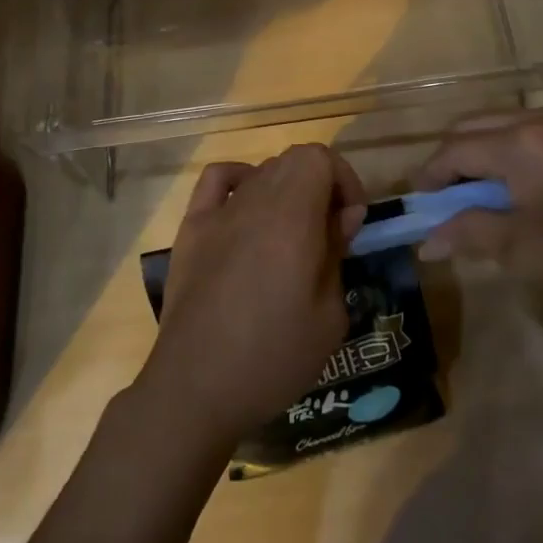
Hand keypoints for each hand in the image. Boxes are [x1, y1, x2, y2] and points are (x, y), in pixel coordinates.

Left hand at [135, 145, 367, 450]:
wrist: (196, 386)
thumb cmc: (273, 357)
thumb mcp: (329, 315)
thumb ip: (337, 252)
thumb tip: (343, 215)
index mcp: (291, 216)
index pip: (319, 156)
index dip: (344, 180)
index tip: (351, 222)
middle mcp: (254, 200)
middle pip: (292, 160)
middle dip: (319, 186)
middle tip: (327, 234)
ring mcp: (217, 210)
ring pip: (261, 171)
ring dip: (285, 191)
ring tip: (290, 237)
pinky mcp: (191, 227)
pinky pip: (216, 179)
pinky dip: (239, 181)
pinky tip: (246, 212)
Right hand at [411, 108, 542, 314]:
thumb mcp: (526, 251)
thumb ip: (471, 234)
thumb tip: (426, 243)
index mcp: (521, 145)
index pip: (455, 150)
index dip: (430, 174)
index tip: (420, 200)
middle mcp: (541, 118)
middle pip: (474, 124)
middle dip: (452, 155)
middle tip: (445, 193)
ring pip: (506, 120)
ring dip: (484, 147)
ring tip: (485, 186)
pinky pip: (538, 125)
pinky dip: (517, 144)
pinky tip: (528, 179)